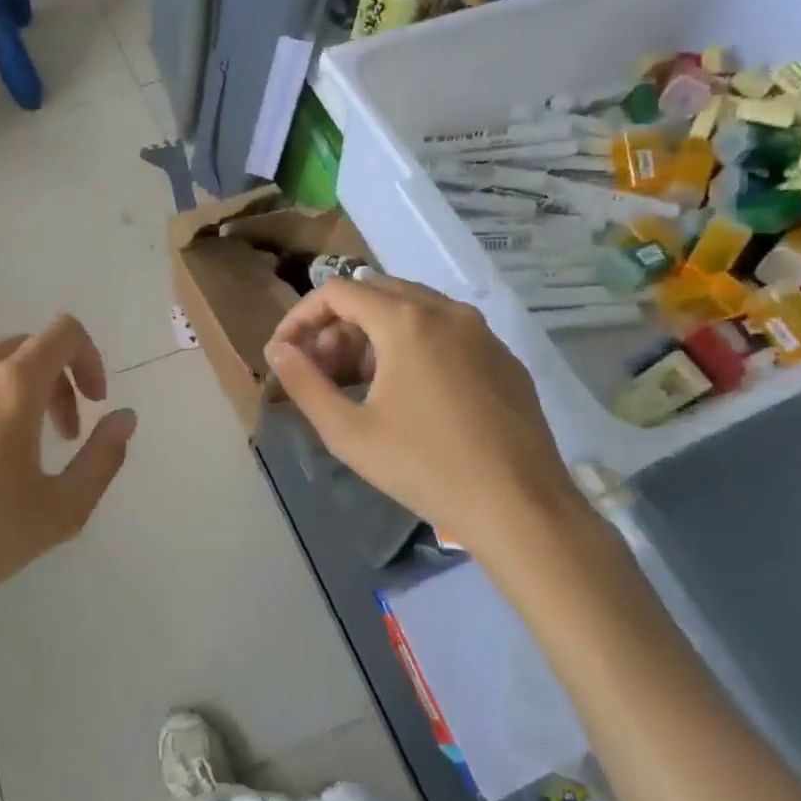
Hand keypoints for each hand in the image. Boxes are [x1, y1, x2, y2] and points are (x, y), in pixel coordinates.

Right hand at [264, 275, 578, 555]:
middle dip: (337, 324)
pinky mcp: (504, 357)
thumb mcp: (348, 432)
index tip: (285, 351)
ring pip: (412, 308)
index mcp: (406, 321)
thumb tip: (278, 350)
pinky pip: (446, 330)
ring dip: (374, 333)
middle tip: (320, 368)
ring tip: (359, 381)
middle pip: (374, 293)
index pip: (337, 292)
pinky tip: (409, 392)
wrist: (521, 509)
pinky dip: (412, 343)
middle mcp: (446, 311)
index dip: (301, 316)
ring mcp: (482, 332)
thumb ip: (304, 383)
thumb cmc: (425, 468)